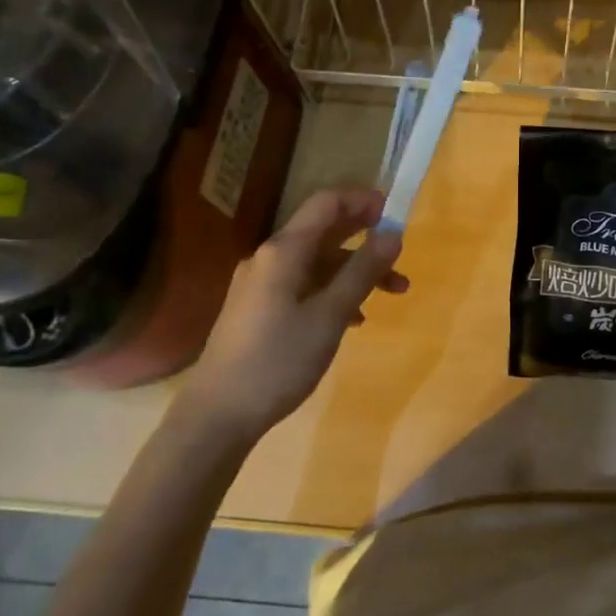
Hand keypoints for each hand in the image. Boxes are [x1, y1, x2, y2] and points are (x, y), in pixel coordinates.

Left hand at [178, 188, 406, 437]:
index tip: (393, 211)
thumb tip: (393, 234)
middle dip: (365, 237)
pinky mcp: (258, 309)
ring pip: (317, 263)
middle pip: (323, 231)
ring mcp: (261, 284)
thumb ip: (363, 272)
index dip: (361, 200)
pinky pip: (304, 285)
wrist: (216, 415)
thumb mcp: (329, 316)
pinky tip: (355, 318)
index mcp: (284, 251)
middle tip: (399, 249)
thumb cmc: (277, 361)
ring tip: (393, 293)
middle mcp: (270, 258)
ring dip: (355, 270)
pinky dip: (334, 291)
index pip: (326, 204)